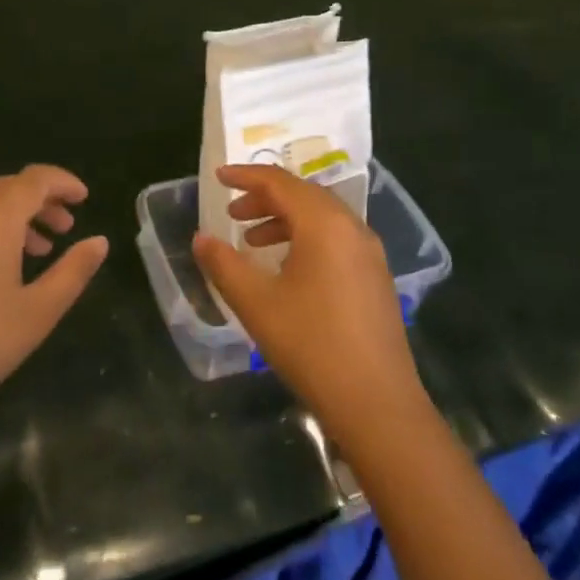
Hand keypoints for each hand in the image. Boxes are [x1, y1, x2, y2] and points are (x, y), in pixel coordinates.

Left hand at [0, 165, 107, 457]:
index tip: (84, 199)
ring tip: (38, 250)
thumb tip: (99, 242)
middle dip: (40, 200)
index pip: (34, 179)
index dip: (63, 182)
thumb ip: (73, 271)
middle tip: (66, 227)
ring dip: (14, 217)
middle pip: (6, 187)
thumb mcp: (38, 312)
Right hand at [193, 165, 431, 450]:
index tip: (218, 177)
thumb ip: (224, 265)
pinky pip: (336, 238)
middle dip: (265, 198)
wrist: (377, 402)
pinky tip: (287, 267)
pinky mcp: (376, 276)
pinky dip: (306, 238)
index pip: (280, 183)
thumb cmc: (311, 345)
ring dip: (284, 219)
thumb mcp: (257, 303)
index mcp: (324, 223)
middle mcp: (352, 227)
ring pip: (322, 217)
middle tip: (232, 212)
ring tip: (252, 240)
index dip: (246, 176)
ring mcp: (369, 252)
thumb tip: (201, 238)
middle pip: (304, 195)